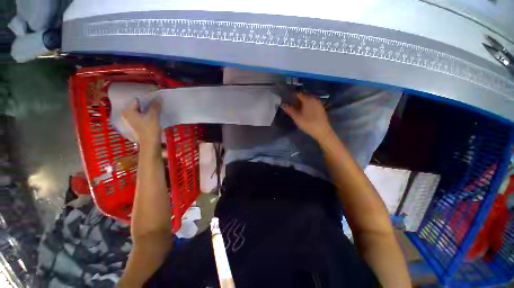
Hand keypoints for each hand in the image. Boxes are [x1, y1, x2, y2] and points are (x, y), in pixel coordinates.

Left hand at [122, 98, 161, 145]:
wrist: (151, 142)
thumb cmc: (150, 128)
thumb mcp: (153, 115)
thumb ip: (155, 105)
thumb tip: (158, 97)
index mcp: (128, 110)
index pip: (137, 100)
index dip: (147, 99)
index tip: (156, 100)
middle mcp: (127, 114)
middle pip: (139, 105)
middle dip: (148, 104)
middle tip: (158, 104)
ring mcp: (132, 119)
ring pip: (142, 110)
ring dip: (149, 109)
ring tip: (158, 109)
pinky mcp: (138, 124)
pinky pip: (143, 115)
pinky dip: (149, 114)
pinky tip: (155, 115)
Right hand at [281, 93, 332, 140]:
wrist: (322, 131)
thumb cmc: (308, 123)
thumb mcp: (297, 118)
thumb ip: (290, 110)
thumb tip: (283, 105)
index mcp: (308, 99)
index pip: (298, 94)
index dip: (292, 97)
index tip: (287, 101)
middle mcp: (314, 99)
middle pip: (303, 97)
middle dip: (297, 101)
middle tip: (291, 106)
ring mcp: (318, 104)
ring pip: (308, 101)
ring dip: (302, 104)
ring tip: (297, 110)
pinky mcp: (321, 109)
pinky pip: (312, 105)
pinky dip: (307, 106)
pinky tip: (305, 112)